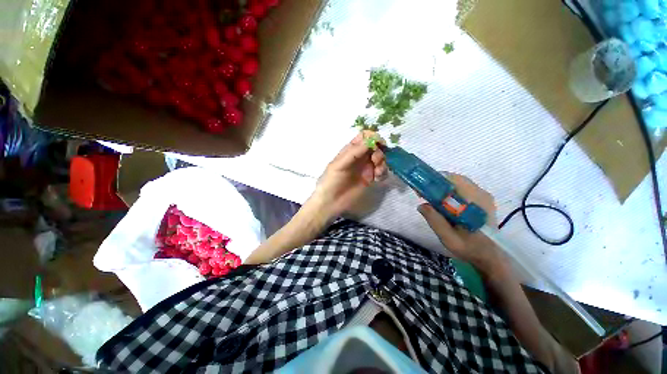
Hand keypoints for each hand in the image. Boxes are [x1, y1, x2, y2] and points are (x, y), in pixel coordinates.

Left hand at [309, 131, 387, 220]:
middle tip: (375, 161)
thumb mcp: (339, 164)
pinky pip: (381, 172)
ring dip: (382, 163)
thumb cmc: (331, 181)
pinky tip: (377, 179)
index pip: (364, 137)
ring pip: (380, 159)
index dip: (372, 137)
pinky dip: (383, 173)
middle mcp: (360, 157)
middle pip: (375, 147)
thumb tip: (370, 139)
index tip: (378, 143)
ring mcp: (366, 168)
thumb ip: (353, 152)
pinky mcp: (370, 179)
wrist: (331, 202)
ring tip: (377, 173)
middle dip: (379, 152)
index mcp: (350, 150)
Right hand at [417, 173, 509, 277]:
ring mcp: (483, 196)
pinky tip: (443, 204)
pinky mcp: (481, 200)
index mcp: (475, 202)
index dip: (435, 181)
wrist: (491, 256)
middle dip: (436, 184)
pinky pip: (462, 189)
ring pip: (458, 183)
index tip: (422, 190)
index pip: (454, 180)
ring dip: (442, 188)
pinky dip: (449, 192)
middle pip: (455, 180)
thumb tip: (421, 205)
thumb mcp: (449, 238)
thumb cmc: (471, 248)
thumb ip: (435, 221)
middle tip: (424, 195)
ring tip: (431, 200)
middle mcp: (481, 194)